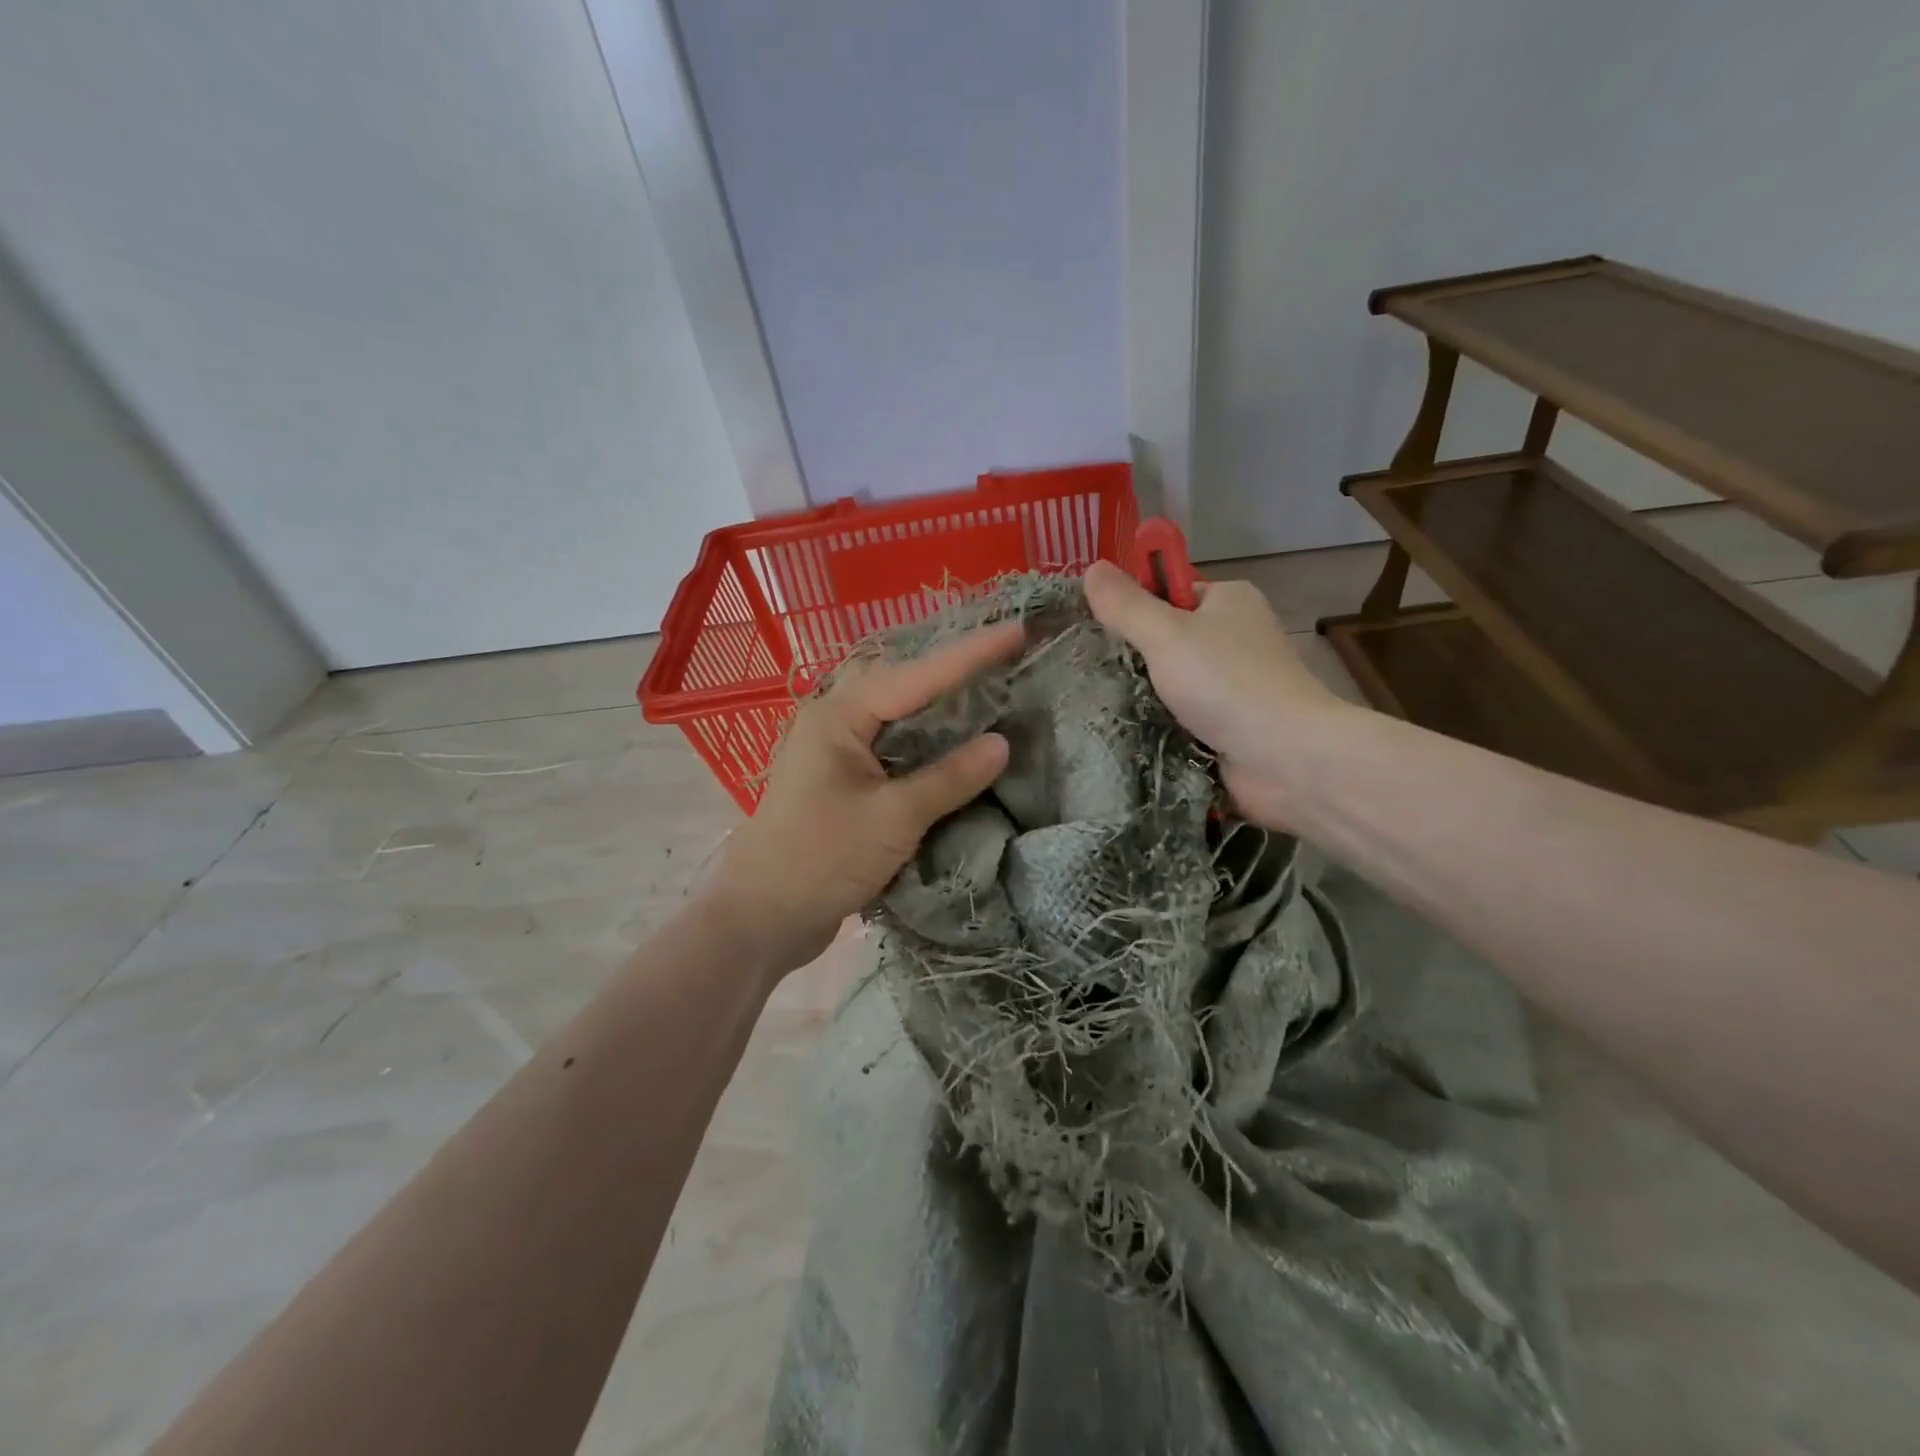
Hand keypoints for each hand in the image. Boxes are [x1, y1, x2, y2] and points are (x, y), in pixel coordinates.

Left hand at [701, 622, 1023, 976]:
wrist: (762, 920)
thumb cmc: (821, 860)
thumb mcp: (893, 818)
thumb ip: (949, 778)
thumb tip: (1001, 743)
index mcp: (839, 716)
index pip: (917, 676)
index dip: (971, 654)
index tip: (1017, 630)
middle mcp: (835, 723)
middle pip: (905, 686)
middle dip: (956, 671)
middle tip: (1008, 653)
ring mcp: (837, 753)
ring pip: (900, 718)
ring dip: (943, 708)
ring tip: (994, 687)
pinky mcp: (843, 783)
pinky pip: (894, 750)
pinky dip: (928, 745)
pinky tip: (959, 744)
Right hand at [1082, 559, 1355, 830]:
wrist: (1286, 759)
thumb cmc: (1227, 683)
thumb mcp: (1167, 634)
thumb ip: (1126, 605)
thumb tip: (1091, 568)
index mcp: (1229, 601)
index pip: (1169, 592)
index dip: (1133, 605)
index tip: (1092, 626)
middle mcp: (1234, 638)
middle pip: (1167, 639)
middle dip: (1131, 657)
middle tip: (1085, 670)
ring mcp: (1233, 686)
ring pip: (1170, 683)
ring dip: (1139, 696)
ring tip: (1093, 703)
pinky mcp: (1228, 727)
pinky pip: (1179, 718)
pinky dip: (1156, 725)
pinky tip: (1121, 731)